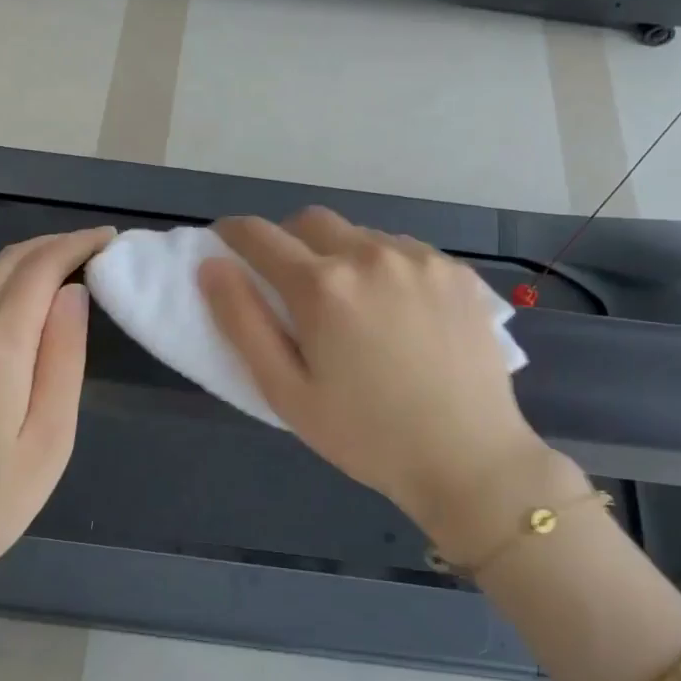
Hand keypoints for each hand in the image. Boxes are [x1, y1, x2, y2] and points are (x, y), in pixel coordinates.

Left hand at [0, 227, 115, 598]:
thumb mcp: (49, 439)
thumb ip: (63, 358)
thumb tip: (73, 294)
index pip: (38, 269)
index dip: (75, 244)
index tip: (110, 238)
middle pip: (5, 263)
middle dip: (52, 245)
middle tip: (94, 248)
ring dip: (24, 263)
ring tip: (66, 269)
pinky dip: (0, 286)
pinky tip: (22, 304)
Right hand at [199, 209, 562, 547]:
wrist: (468, 458)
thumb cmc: (364, 435)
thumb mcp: (286, 392)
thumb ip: (242, 323)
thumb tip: (212, 266)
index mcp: (323, 286)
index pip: (260, 236)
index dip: (233, 233)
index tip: (225, 241)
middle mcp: (370, 255)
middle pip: (311, 221)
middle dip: (288, 241)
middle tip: (290, 284)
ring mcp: (420, 259)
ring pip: (360, 234)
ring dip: (341, 255)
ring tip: (352, 306)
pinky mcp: (457, 271)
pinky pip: (404, 251)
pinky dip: (384, 267)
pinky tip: (397, 311)